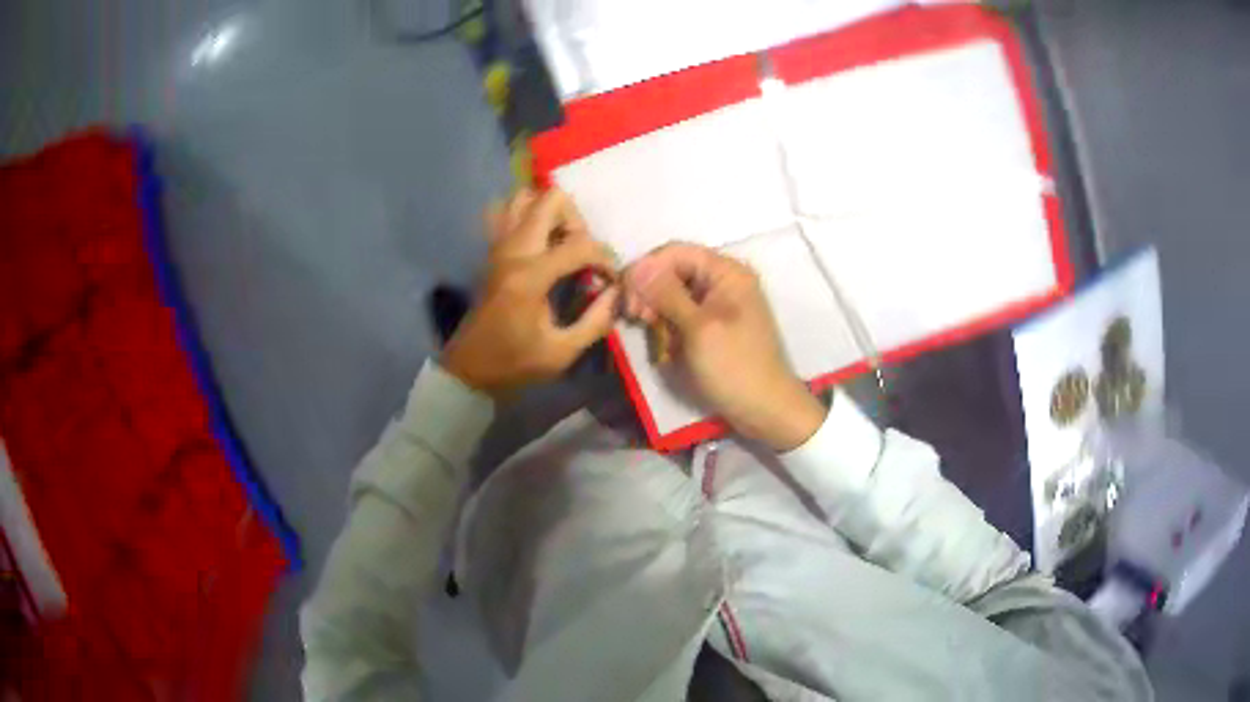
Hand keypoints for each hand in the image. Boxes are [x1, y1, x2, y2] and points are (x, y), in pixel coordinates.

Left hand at [441, 188, 619, 397]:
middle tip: (583, 252)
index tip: (610, 282)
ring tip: (562, 243)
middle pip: (551, 200)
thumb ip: (596, 321)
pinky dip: (529, 215)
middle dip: (577, 221)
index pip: (579, 244)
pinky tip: (541, 242)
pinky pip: (508, 212)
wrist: (469, 368)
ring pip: (526, 197)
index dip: (605, 258)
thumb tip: (617, 293)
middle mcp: (513, 250)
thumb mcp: (562, 353)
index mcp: (530, 276)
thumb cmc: (514, 363)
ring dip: (551, 213)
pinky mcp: (492, 249)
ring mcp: (498, 245)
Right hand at [624, 243, 825, 450]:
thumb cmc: (734, 366)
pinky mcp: (714, 324)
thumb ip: (666, 294)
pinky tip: (667, 349)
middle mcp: (724, 280)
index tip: (629, 303)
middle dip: (650, 293)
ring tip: (657, 340)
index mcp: (727, 272)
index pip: (674, 252)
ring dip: (658, 314)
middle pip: (672, 270)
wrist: (765, 409)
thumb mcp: (697, 328)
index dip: (646, 271)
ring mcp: (720, 303)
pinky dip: (671, 328)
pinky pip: (683, 314)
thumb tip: (637, 266)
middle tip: (637, 320)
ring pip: (674, 294)